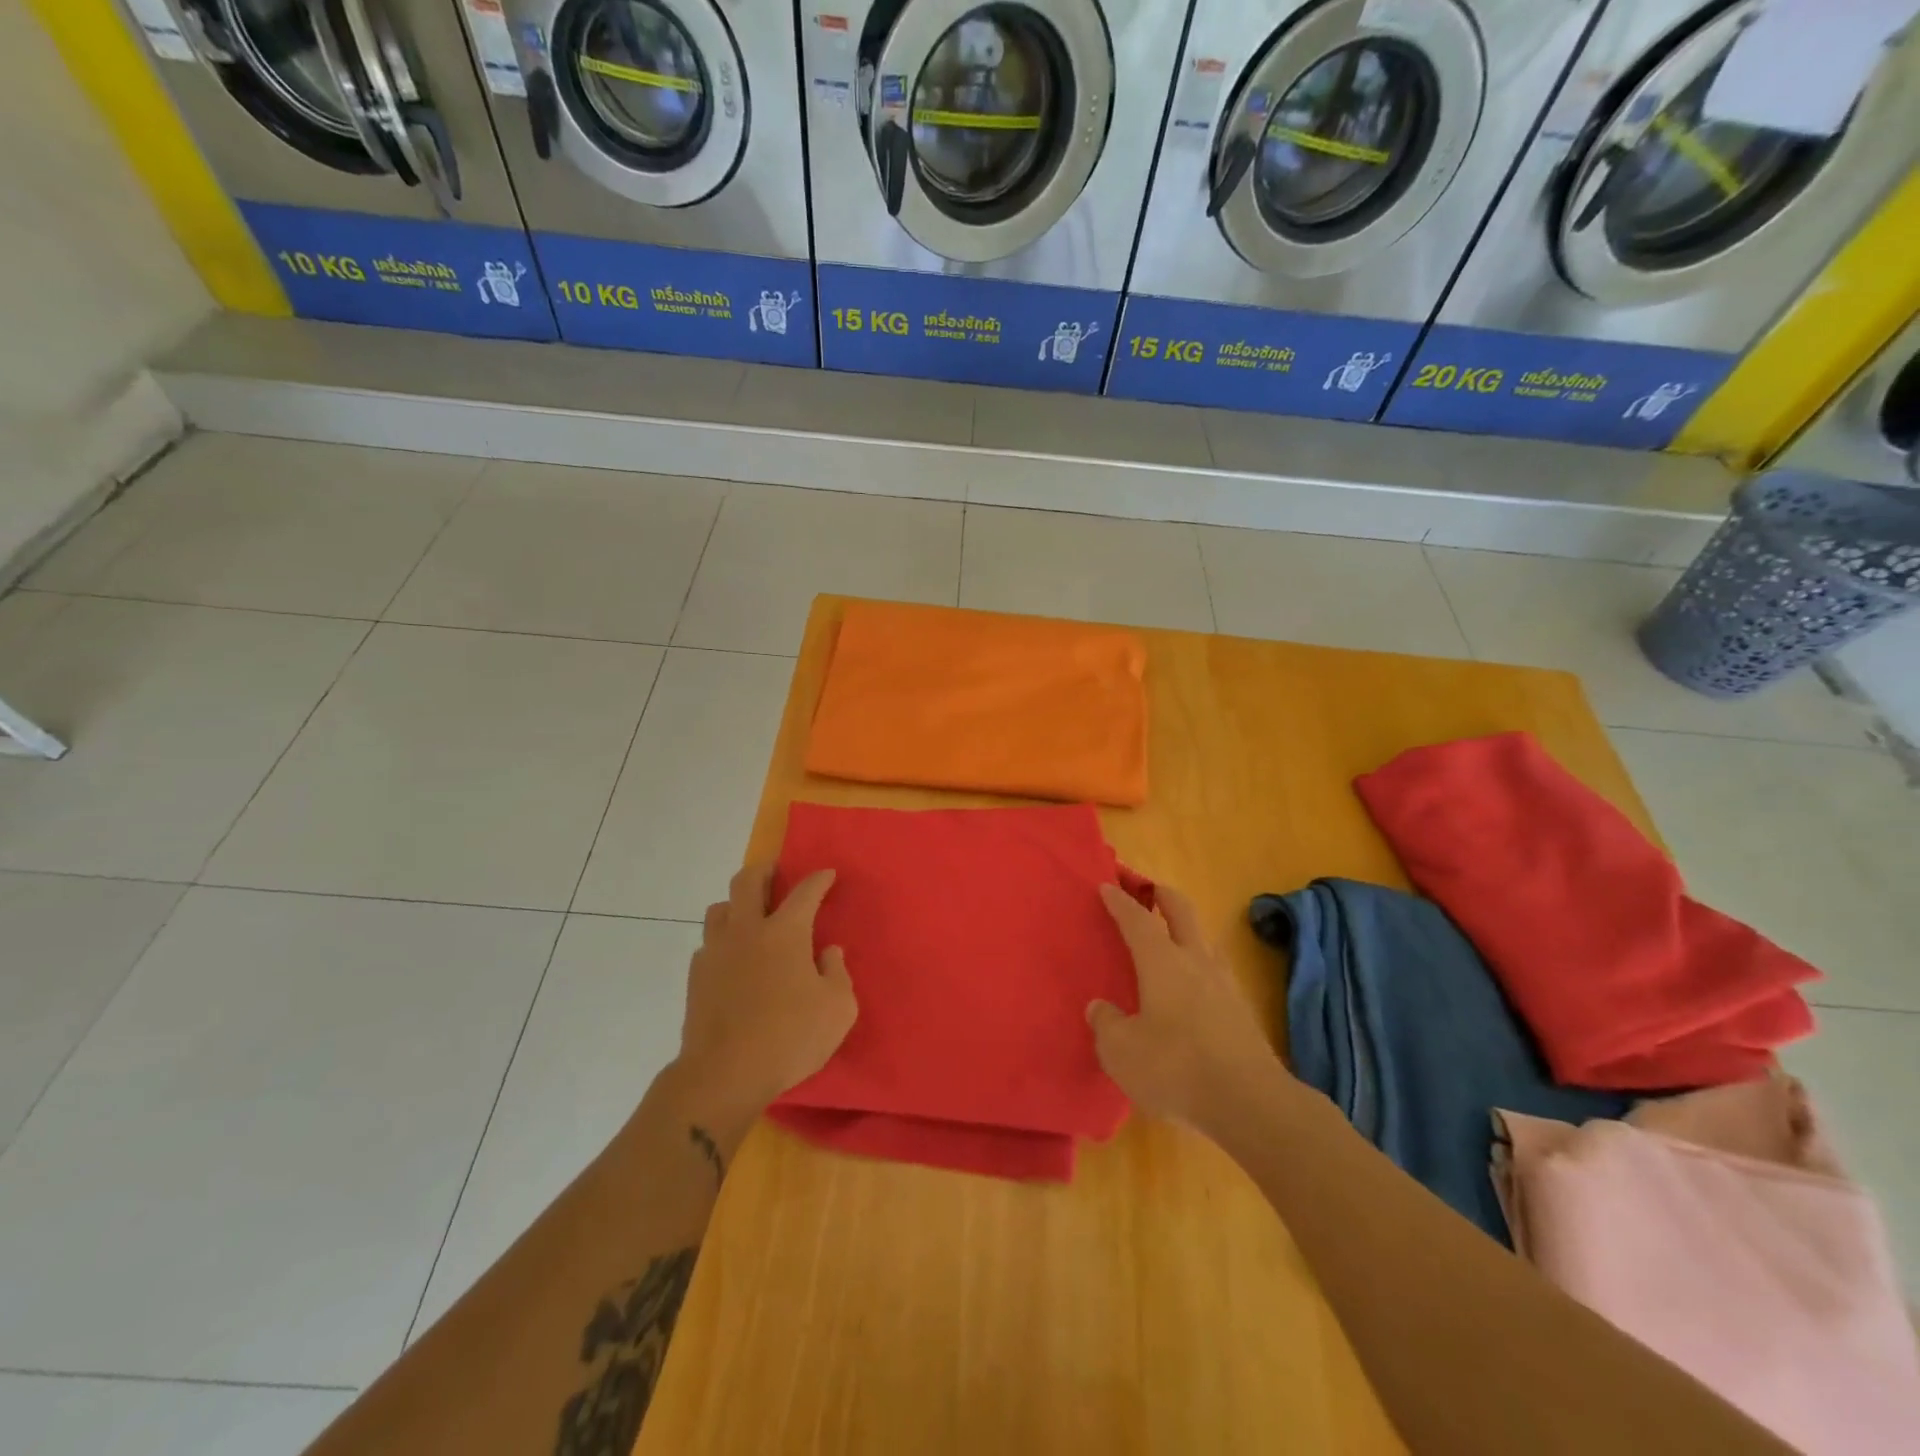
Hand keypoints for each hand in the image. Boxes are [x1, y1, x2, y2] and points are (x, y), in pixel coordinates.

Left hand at [673, 864, 857, 1140]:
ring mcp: (716, 952)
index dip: (818, 879)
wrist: (724, 1074)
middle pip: (747, 881)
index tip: (827, 875)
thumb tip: (828, 952)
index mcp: (785, 932)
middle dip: (764, 870)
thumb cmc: (790, 1038)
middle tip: (776, 873)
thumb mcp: (838, 1009)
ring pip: (720, 908)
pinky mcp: (696, 978)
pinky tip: (733, 959)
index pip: (805, 892)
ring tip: (750, 916)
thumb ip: (837, 973)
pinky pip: (708, 944)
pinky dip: (723, 941)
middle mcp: (747, 931)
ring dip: (736, 903)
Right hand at [1088, 883, 1285, 1133]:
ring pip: (1204, 939)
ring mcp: (1224, 984)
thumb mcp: (1120, 1051)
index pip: (1137, 919)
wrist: (1251, 1103)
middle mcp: (1195, 961)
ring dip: (1186, 928)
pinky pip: (1215, 971)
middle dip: (1162, 895)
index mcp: (1162, 962)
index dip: (1120, 901)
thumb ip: (1106, 1024)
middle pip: (1181, 911)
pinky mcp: (1241, 1011)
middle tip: (1148, 889)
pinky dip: (1199, 964)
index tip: (1107, 885)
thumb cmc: (1175, 1068)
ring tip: (1171, 937)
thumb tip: (1099, 1007)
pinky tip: (1192, 986)